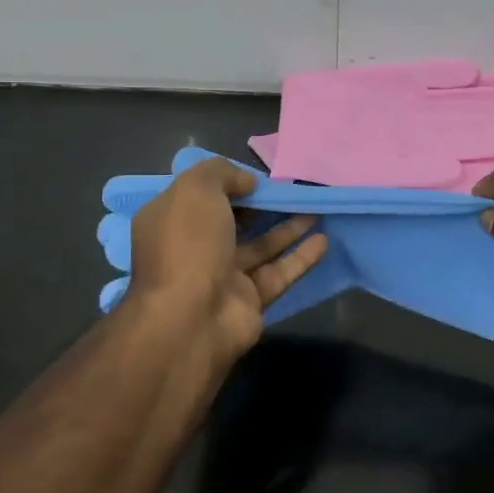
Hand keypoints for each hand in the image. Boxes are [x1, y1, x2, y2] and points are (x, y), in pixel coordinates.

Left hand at [126, 157, 328, 371]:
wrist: (190, 318)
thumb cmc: (187, 244)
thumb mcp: (196, 189)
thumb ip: (222, 174)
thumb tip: (248, 183)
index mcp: (170, 222)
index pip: (199, 196)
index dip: (228, 183)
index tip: (257, 176)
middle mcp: (193, 249)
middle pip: (232, 222)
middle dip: (260, 206)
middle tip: (292, 190)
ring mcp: (222, 277)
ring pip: (260, 247)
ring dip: (287, 228)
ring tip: (316, 207)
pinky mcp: (249, 300)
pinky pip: (278, 273)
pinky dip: (300, 257)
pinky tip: (324, 240)